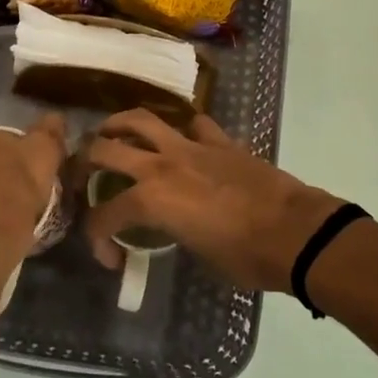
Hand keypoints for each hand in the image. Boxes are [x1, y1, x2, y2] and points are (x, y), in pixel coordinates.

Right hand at [81, 111, 340, 293]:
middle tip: (83, 174)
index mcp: (151, 200)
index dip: (98, 238)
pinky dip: (183, 130)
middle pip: (106, 149)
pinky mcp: (220, 141)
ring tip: (112, 133)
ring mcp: (191, 147)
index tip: (110, 257)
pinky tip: (182, 140)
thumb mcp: (196, 253)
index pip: (104, 216)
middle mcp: (162, 165)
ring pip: (142, 120)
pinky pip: (194, 125)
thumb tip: (169, 231)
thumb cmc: (245, 256)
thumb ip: (171, 234)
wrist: (294, 231)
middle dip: (85, 162)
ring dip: (120, 125)